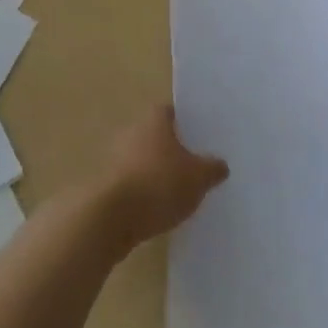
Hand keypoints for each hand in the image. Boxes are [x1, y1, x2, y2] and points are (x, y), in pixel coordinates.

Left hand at [93, 105, 228, 250]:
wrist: (114, 215)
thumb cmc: (161, 184)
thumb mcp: (199, 178)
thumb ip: (212, 168)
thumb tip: (220, 164)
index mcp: (153, 121)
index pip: (169, 112)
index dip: (184, 121)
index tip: (198, 135)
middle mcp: (132, 132)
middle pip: (155, 135)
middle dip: (171, 148)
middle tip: (193, 164)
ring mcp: (116, 157)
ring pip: (142, 158)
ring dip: (156, 170)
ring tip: (178, 188)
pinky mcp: (108, 183)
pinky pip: (133, 180)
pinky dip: (144, 189)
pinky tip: (159, 206)